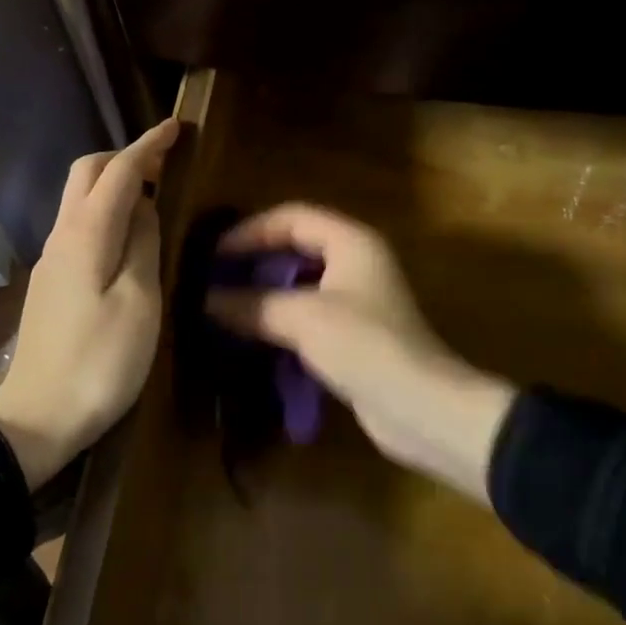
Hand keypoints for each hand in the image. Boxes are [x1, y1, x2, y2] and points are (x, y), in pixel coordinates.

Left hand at [0, 119, 179, 489]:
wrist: (38, 418)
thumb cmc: (100, 363)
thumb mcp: (139, 303)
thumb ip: (144, 245)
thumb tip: (144, 207)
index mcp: (86, 235)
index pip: (119, 172)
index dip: (148, 146)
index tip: (175, 126)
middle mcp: (62, 236)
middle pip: (86, 174)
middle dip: (125, 157)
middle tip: (165, 162)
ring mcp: (51, 260)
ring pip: (79, 199)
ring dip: (114, 184)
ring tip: (153, 194)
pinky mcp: (50, 283)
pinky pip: (79, 226)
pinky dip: (106, 212)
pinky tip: (128, 236)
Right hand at [205, 204, 516, 504]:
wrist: (419, 407)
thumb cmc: (363, 346)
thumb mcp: (303, 318)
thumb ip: (252, 304)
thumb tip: (206, 299)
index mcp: (351, 242)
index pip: (292, 217)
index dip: (251, 231)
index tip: (214, 255)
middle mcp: (356, 262)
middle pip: (296, 248)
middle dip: (255, 263)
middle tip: (215, 281)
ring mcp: (356, 300)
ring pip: (300, 285)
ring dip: (264, 295)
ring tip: (224, 308)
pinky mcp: (353, 335)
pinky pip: (307, 316)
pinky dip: (280, 322)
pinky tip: (252, 337)